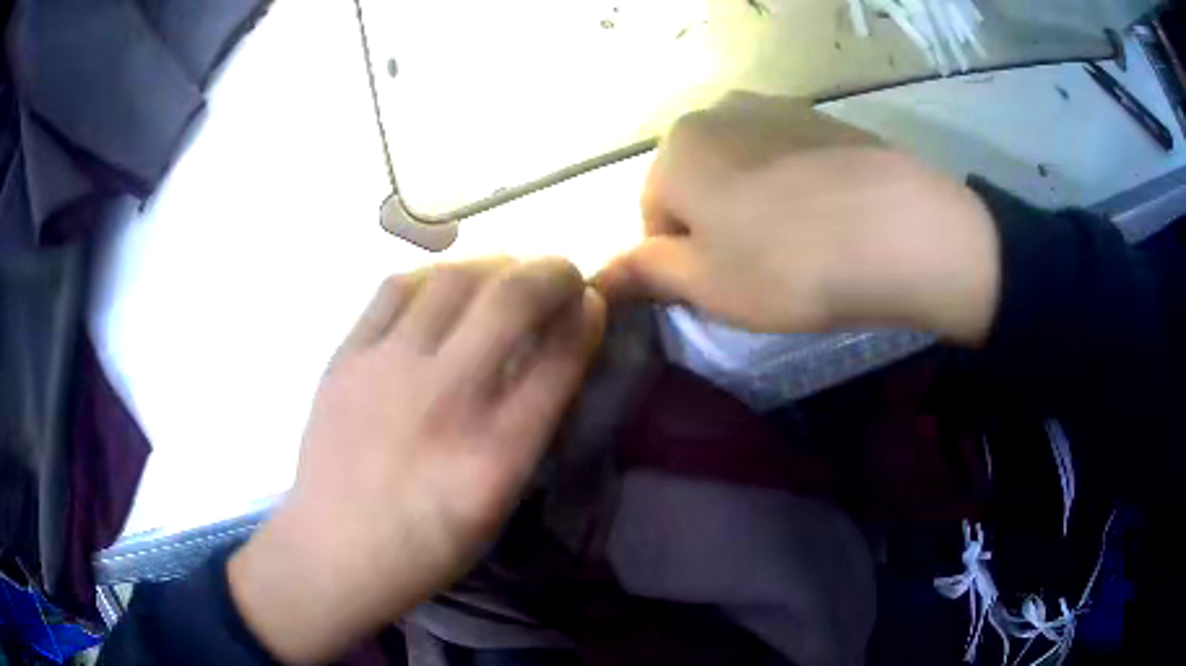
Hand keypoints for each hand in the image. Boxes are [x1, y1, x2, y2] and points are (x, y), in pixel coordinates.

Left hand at [228, 258, 604, 663]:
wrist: (335, 549)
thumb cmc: (427, 542)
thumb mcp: (497, 503)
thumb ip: (529, 428)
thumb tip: (551, 355)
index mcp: (494, 455)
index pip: (559, 360)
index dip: (586, 318)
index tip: (594, 300)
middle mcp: (444, 399)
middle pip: (511, 301)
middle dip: (552, 272)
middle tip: (561, 272)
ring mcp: (387, 371)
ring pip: (452, 279)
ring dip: (494, 265)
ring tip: (505, 272)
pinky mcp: (345, 359)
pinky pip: (394, 289)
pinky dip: (432, 276)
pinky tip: (442, 286)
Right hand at [596, 93, 1000, 344]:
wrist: (901, 231)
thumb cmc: (788, 264)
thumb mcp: (704, 283)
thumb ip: (643, 273)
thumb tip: (597, 277)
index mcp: (676, 147)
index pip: (654, 215)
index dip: (680, 261)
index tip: (720, 290)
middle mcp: (717, 112)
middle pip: (699, 184)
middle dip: (717, 228)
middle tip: (760, 272)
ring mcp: (775, 109)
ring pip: (744, 171)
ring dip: (756, 208)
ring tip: (799, 246)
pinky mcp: (824, 119)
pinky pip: (789, 161)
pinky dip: (795, 191)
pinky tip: (829, 220)